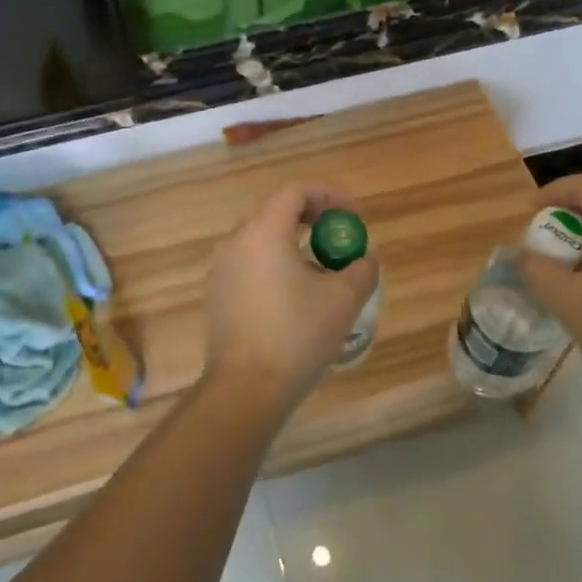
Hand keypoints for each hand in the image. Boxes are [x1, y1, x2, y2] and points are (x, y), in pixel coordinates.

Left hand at [202, 182, 379, 417]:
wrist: (245, 390)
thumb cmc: (296, 337)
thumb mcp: (343, 300)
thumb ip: (362, 269)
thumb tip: (363, 259)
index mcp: (263, 232)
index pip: (296, 192)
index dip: (331, 196)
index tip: (355, 217)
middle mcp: (236, 241)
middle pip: (278, 212)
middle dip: (315, 219)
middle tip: (341, 239)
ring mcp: (221, 268)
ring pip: (264, 239)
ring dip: (296, 243)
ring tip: (324, 271)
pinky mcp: (217, 293)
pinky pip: (251, 263)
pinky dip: (276, 264)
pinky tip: (296, 296)